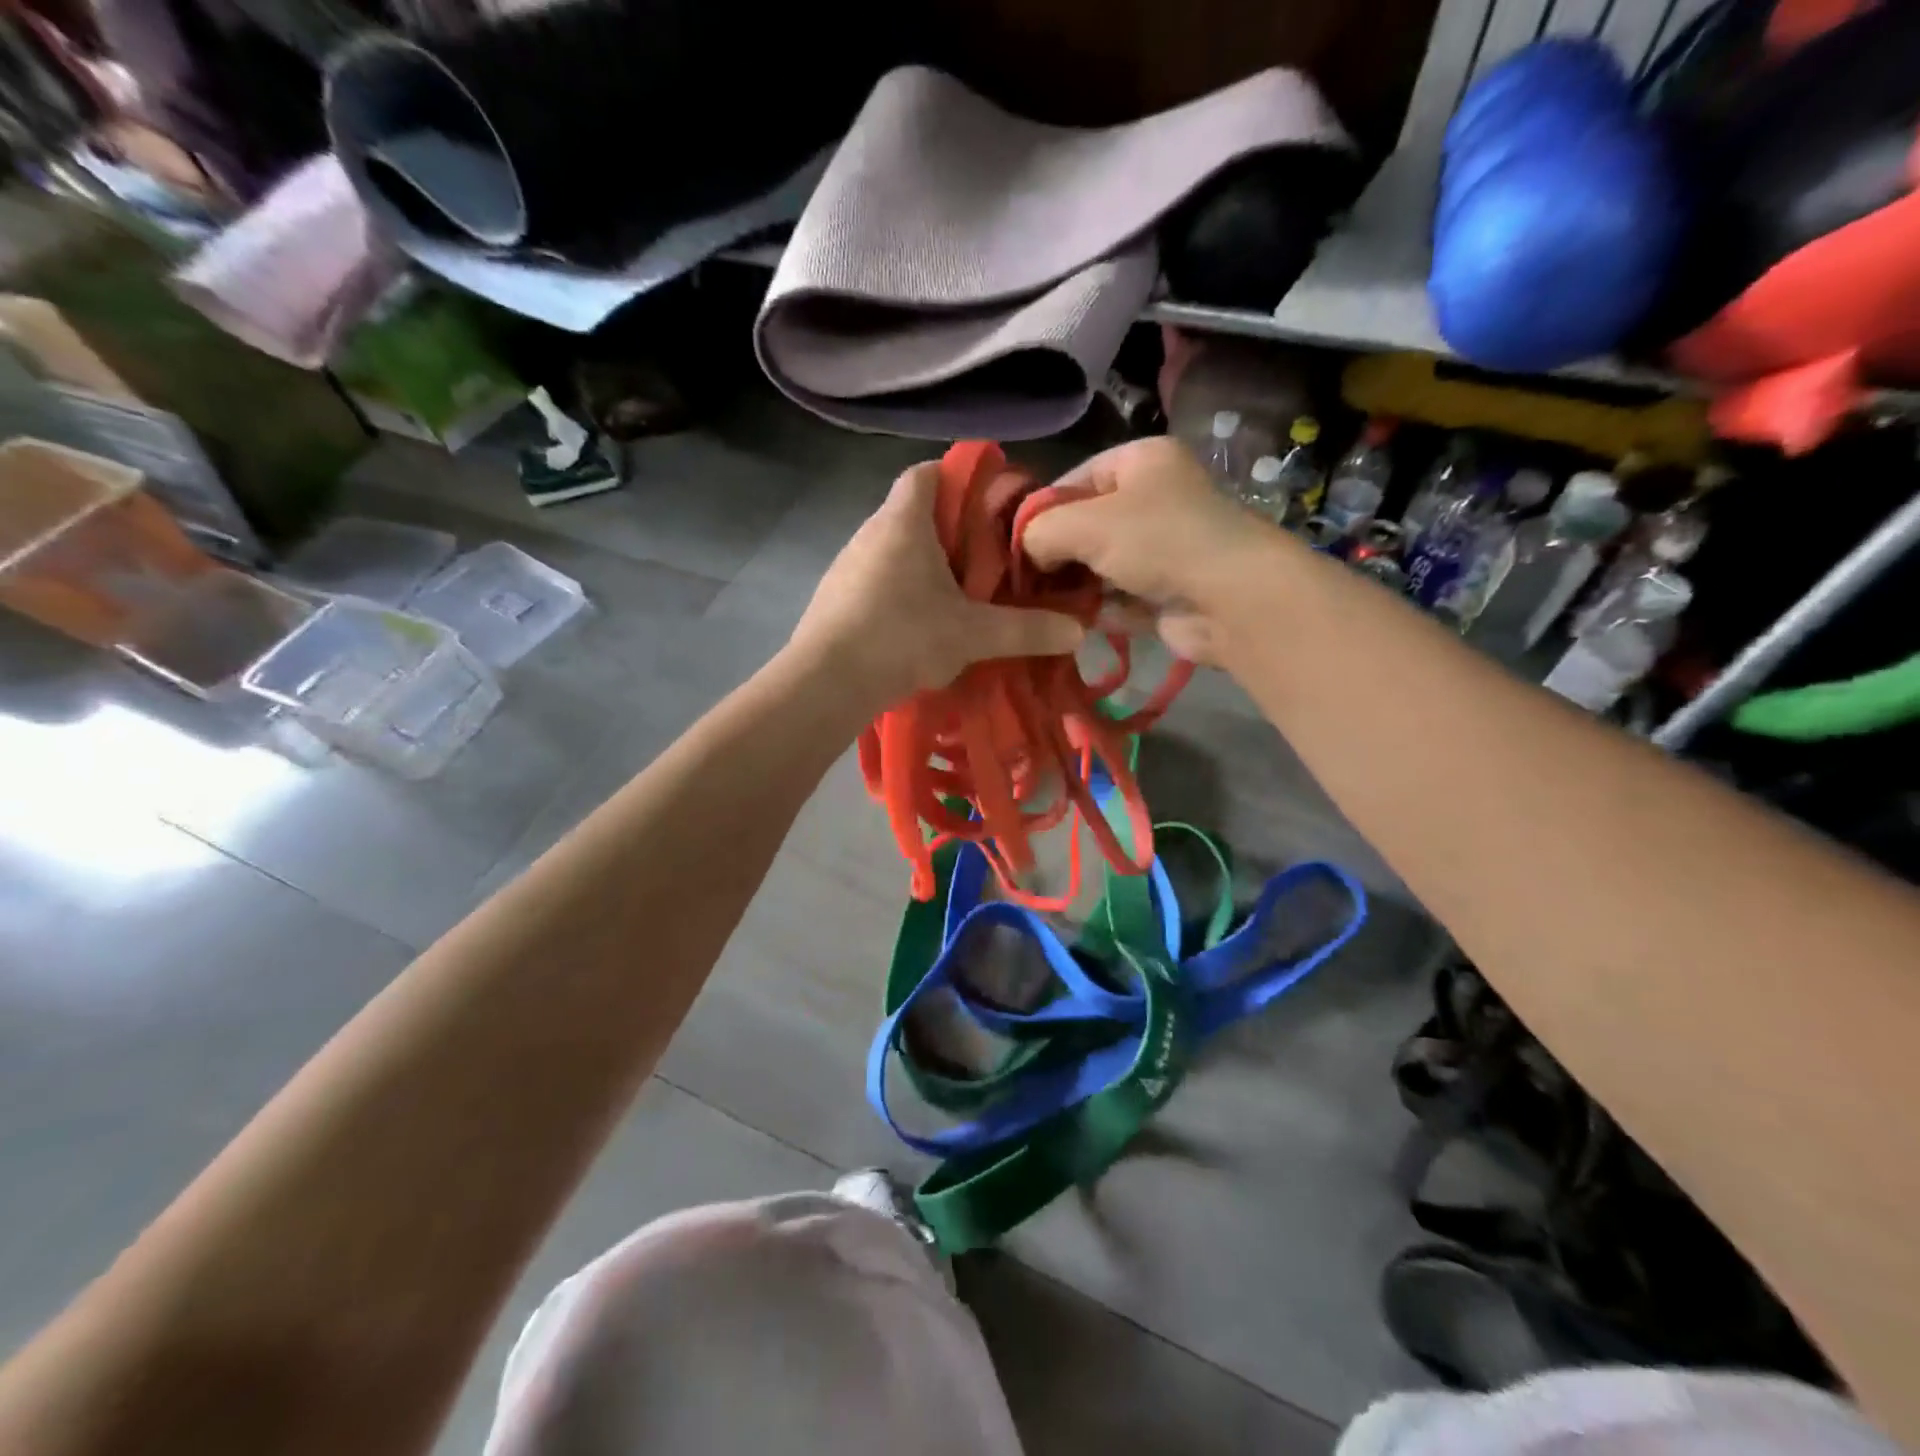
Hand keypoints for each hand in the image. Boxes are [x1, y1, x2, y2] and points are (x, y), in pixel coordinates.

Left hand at [788, 461, 1085, 708]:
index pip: (927, 473)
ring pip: (893, 550)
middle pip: (914, 513)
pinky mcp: (833, 597)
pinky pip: (874, 580)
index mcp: (904, 521)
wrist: (826, 682)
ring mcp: (846, 565)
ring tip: (956, 599)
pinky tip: (917, 627)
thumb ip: (1026, 630)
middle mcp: (870, 532)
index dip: (959, 478)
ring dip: (923, 567)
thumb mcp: (973, 634)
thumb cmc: (903, 637)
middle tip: (985, 563)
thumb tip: (1079, 631)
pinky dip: (899, 592)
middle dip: (950, 533)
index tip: (987, 505)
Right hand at [1021, 437, 1281, 662]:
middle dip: (1058, 553)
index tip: (1017, 542)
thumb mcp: (1083, 524)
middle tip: (1026, 579)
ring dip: (1076, 585)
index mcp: (1143, 461)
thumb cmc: (1158, 541)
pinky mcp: (1169, 592)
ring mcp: (1166, 548)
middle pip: (1089, 524)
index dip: (1043, 508)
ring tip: (1043, 605)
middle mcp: (1157, 499)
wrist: (1231, 599)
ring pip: (1103, 565)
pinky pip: (1122, 598)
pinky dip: (1101, 609)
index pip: (1077, 477)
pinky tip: (1074, 623)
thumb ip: (1041, 531)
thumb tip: (1028, 553)